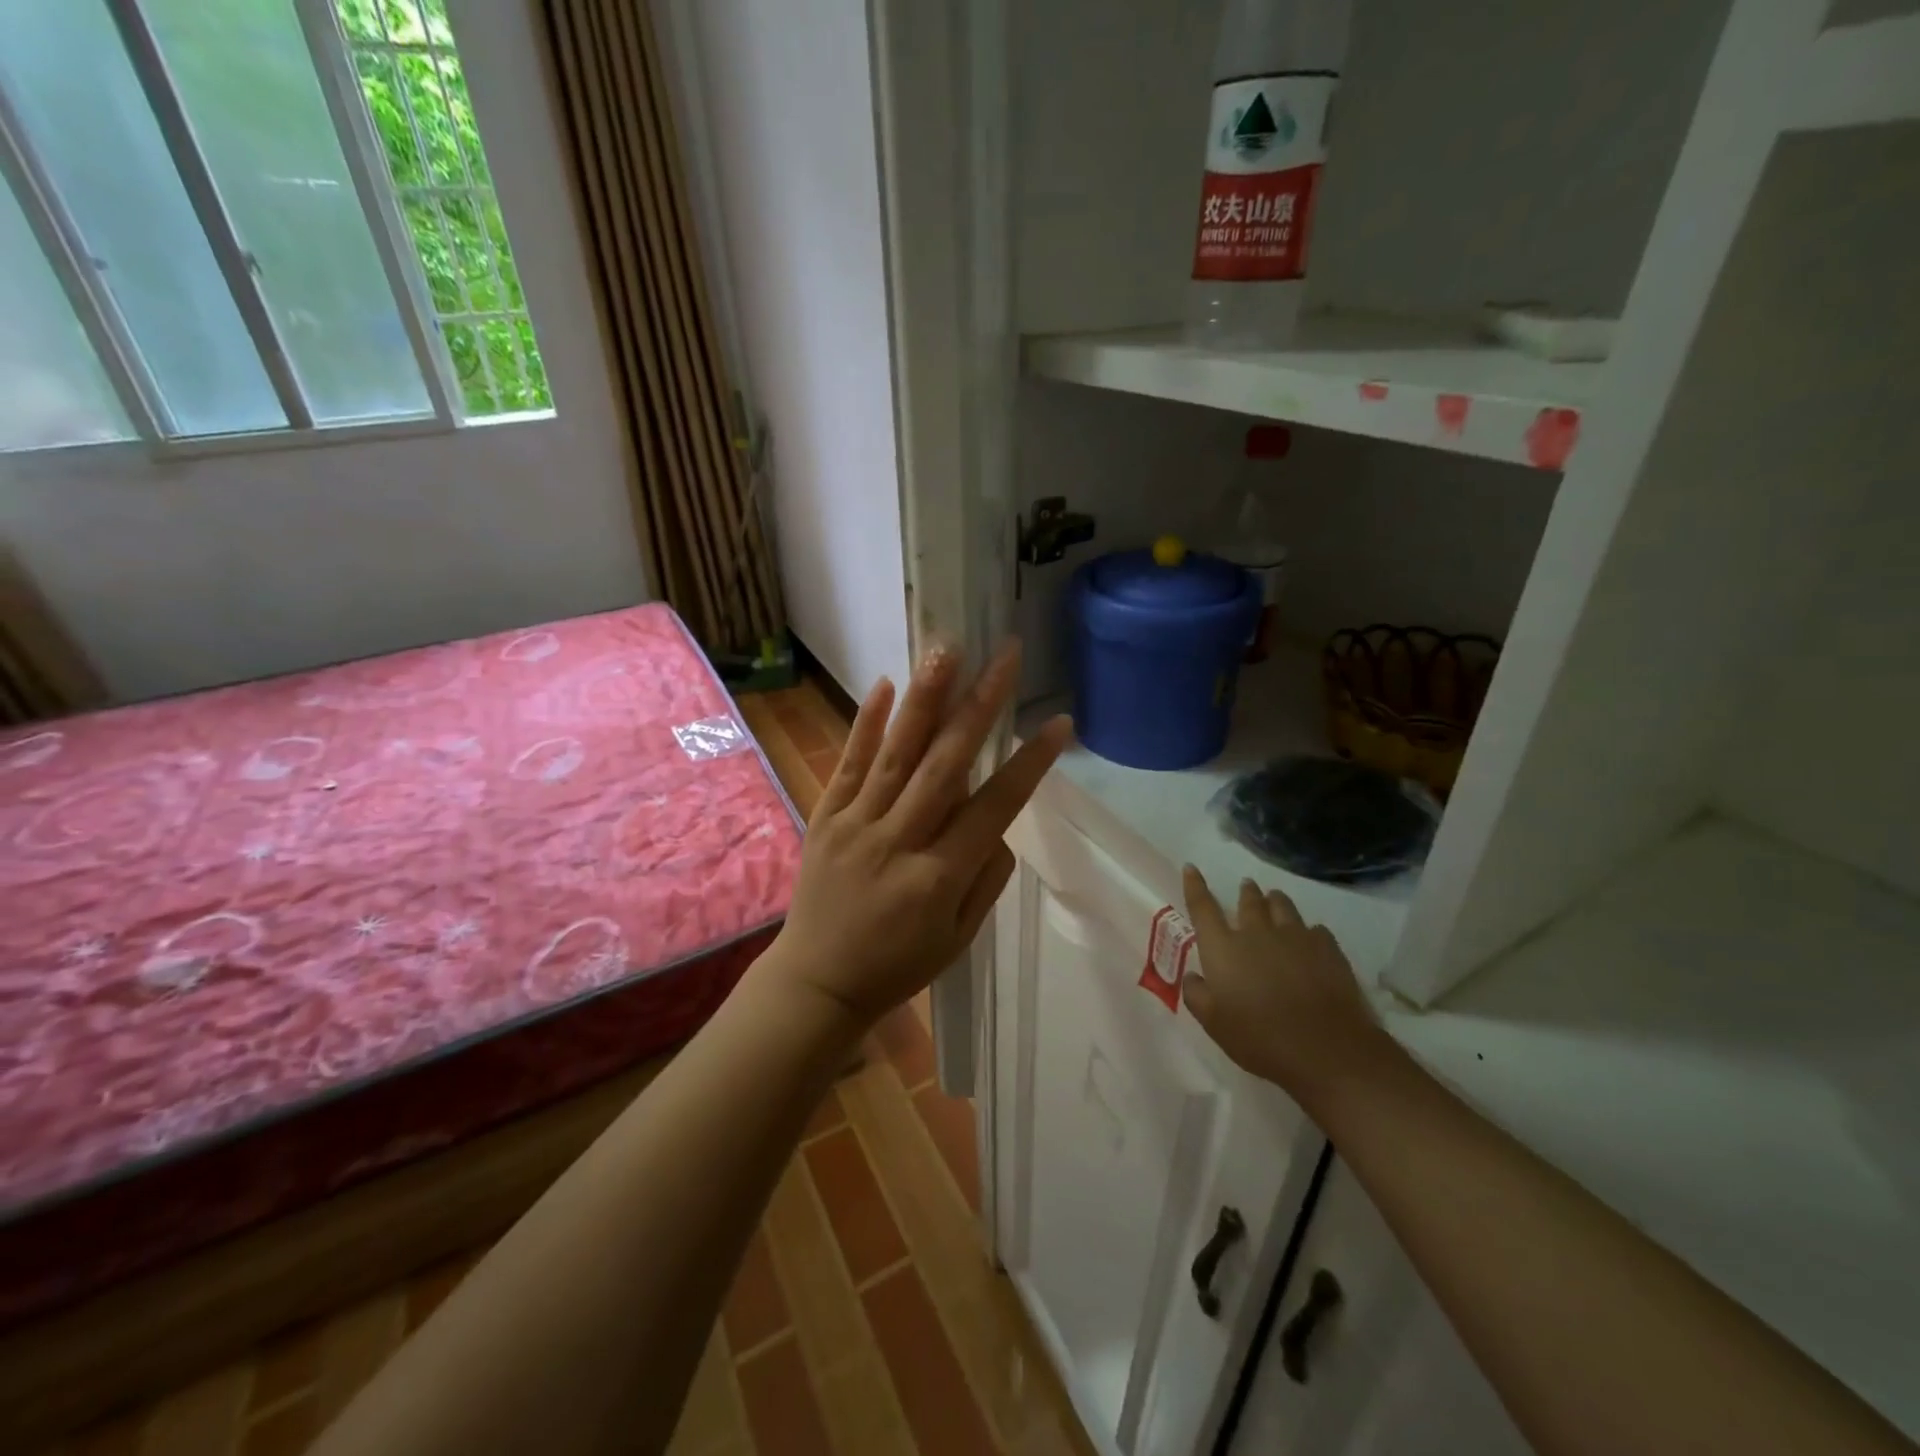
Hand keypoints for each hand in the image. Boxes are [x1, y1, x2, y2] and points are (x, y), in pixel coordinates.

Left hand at [766, 642, 1071, 1032]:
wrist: (818, 983)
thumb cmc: (899, 965)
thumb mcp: (960, 937)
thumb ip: (986, 876)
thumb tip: (998, 822)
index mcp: (941, 876)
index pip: (996, 806)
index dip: (1030, 763)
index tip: (1059, 723)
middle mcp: (901, 840)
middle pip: (946, 764)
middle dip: (979, 706)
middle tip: (1003, 657)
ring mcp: (858, 824)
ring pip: (897, 753)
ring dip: (924, 699)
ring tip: (945, 650)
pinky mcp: (826, 817)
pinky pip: (849, 765)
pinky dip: (866, 724)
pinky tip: (885, 685)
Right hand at [1180, 867, 1395, 1101]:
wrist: (1326, 1049)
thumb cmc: (1260, 1038)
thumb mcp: (1214, 1024)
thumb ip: (1197, 996)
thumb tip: (1193, 976)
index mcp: (1223, 948)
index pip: (1202, 907)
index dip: (1195, 886)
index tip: (1192, 868)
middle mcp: (1256, 933)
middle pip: (1249, 901)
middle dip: (1246, 892)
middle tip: (1246, 886)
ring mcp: (1295, 937)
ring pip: (1282, 906)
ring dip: (1275, 901)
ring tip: (1274, 899)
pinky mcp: (1327, 948)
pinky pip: (1315, 929)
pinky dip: (1307, 930)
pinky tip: (1310, 939)